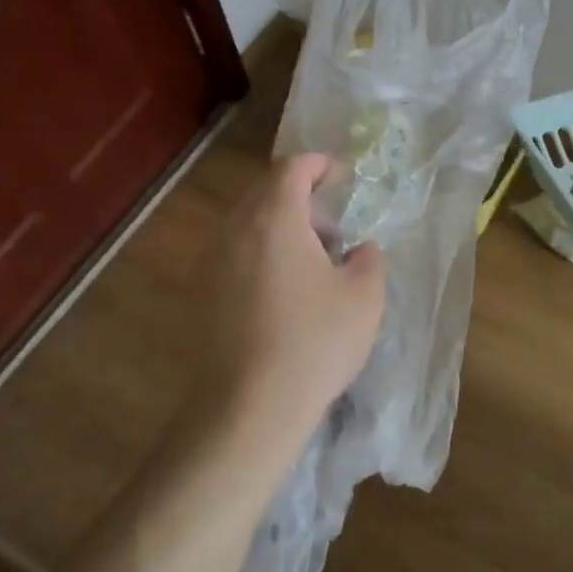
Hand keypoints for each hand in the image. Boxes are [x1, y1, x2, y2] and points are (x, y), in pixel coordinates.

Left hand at [195, 153, 386, 464]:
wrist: (249, 406)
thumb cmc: (315, 341)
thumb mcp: (364, 296)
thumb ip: (368, 259)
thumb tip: (359, 250)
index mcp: (275, 218)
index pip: (292, 168)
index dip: (319, 165)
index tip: (342, 177)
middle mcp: (236, 230)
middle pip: (265, 192)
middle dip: (301, 198)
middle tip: (333, 227)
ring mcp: (213, 263)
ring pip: (248, 224)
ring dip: (281, 227)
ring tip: (314, 262)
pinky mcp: (203, 294)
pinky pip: (236, 253)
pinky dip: (263, 253)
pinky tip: (287, 290)